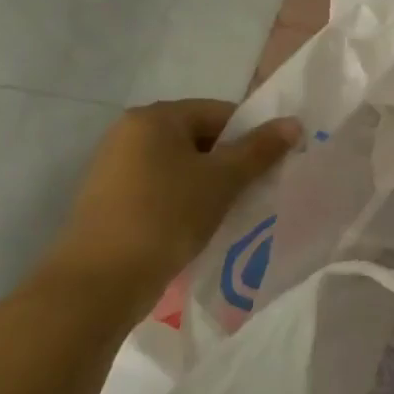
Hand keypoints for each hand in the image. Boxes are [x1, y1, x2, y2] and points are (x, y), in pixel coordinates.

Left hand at [46, 99, 298, 296]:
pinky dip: (185, 200)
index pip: (220, 112)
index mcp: (155, 117)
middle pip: (200, 137)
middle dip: (231, 162)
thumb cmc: (166, 216)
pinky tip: (198, 225)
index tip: (271, 166)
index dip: (252, 136)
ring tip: (230, 211)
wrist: (100, 280)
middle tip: (255, 191)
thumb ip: (260, 149)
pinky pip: (162, 187)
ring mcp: (116, 166)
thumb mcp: (222, 180)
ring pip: (181, 165)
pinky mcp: (111, 199)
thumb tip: (293, 123)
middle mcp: (130, 132)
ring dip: (210, 184)